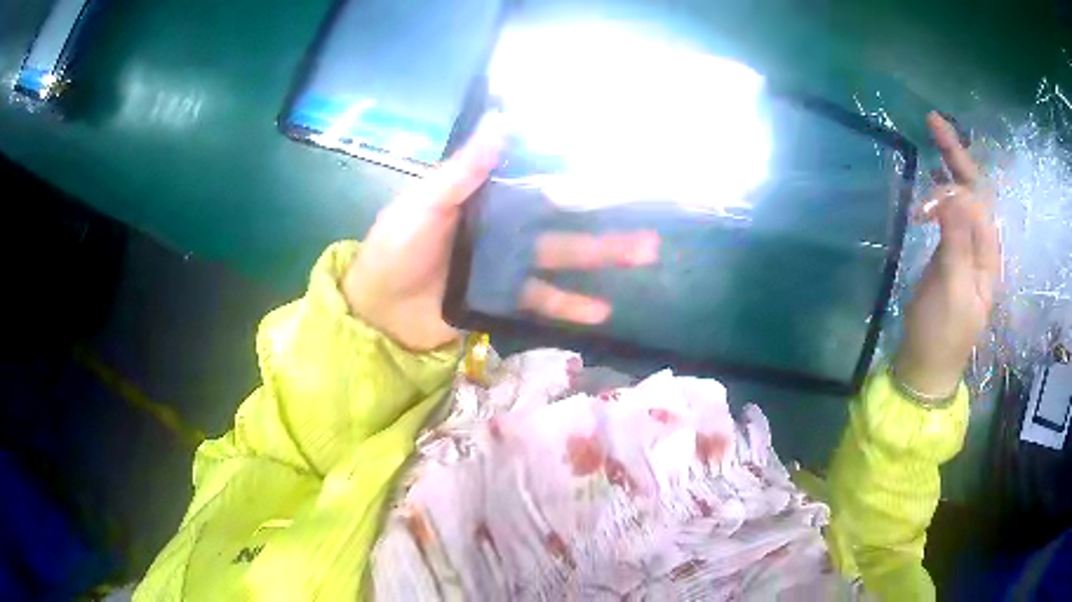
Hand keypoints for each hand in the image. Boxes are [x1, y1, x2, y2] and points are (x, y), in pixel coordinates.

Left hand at [344, 116, 659, 351]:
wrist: (377, 312)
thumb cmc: (395, 249)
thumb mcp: (425, 203)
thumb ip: (464, 170)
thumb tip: (503, 120)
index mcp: (486, 200)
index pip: (539, 186)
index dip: (576, 179)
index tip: (617, 172)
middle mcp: (503, 231)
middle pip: (561, 226)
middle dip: (604, 225)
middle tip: (649, 226)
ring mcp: (505, 268)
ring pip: (560, 261)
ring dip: (600, 261)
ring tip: (644, 257)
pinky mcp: (502, 302)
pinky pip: (541, 302)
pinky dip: (570, 306)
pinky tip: (601, 311)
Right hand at [893, 112, 1000, 396]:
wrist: (926, 365)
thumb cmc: (942, 333)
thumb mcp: (952, 290)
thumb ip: (956, 242)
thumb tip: (952, 194)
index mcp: (988, 256)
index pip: (978, 202)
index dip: (956, 182)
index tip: (930, 178)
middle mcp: (981, 246)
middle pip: (973, 192)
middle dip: (956, 156)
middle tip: (933, 120)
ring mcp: (965, 249)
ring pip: (961, 198)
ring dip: (948, 169)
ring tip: (931, 140)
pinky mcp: (949, 253)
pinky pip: (949, 213)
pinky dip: (940, 190)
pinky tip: (930, 180)